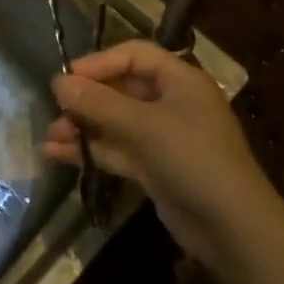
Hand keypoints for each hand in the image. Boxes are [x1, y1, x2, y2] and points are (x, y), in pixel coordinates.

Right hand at [45, 40, 281, 265]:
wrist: (232, 227)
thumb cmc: (192, 158)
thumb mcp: (144, 126)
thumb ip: (99, 103)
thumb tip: (58, 82)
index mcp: (180, 79)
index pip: (135, 55)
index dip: (100, 62)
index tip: (67, 77)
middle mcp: (172, 102)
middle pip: (123, 89)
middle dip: (88, 99)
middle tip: (55, 110)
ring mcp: (164, 137)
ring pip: (117, 122)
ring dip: (85, 126)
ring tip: (51, 136)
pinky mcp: (155, 168)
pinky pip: (118, 150)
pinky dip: (92, 149)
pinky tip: (59, 154)